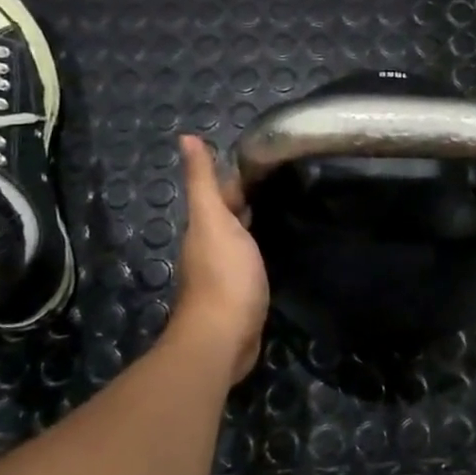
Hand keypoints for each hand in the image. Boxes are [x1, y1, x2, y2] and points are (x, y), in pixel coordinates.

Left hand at [170, 135, 266, 383]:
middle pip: (232, 213)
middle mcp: (212, 245)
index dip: (241, 174)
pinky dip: (263, 247)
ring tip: (290, 205)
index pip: (223, 190)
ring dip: (258, 222)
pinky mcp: (242, 292)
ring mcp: (227, 271)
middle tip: (289, 178)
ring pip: (242, 236)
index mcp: (205, 226)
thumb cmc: (223, 274)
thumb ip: (203, 181)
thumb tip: (185, 137)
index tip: (270, 156)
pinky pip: (253, 260)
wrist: (224, 337)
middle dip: (252, 196)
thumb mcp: (213, 220)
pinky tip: (280, 245)